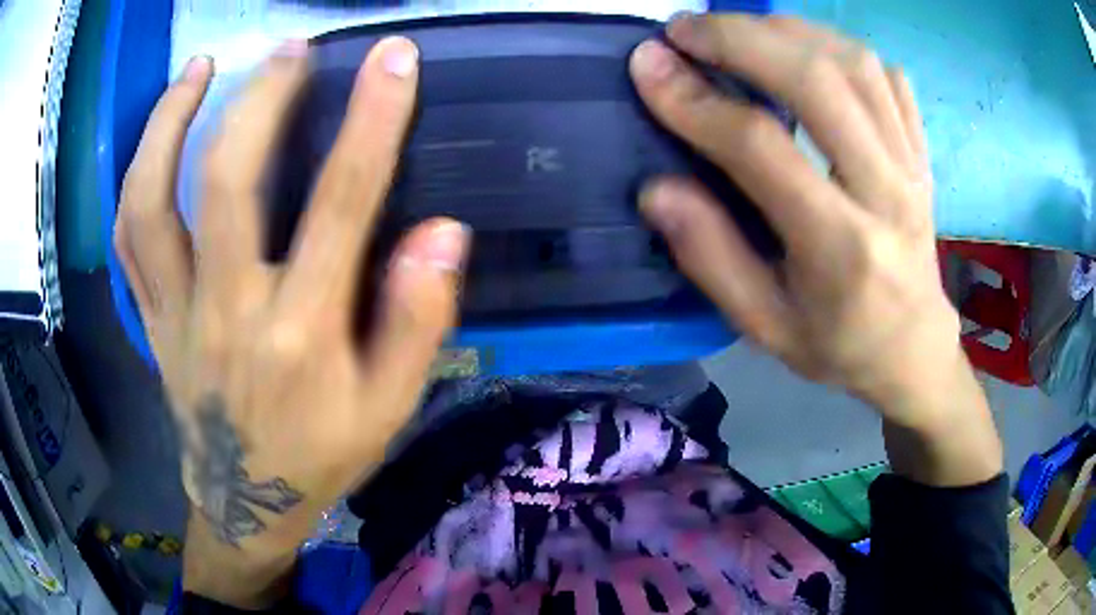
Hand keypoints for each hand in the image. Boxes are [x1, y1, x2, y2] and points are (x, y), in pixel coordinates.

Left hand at [114, 37, 467, 606]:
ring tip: (200, 68)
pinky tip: (157, 138)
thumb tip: (442, 231)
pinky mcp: (150, 318)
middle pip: (230, 180)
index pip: (342, 203)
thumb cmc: (322, 453)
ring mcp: (176, 312)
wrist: (247, 501)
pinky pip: (129, 240)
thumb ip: (418, 322)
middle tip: (291, 47)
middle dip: (264, 97)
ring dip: (170, 123)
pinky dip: (136, 178)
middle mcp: (229, 311)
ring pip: (151, 203)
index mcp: (301, 334)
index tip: (396, 58)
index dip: (373, 120)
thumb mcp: (391, 408)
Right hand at [631, 15, 1000, 484]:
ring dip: (786, 30)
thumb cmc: (839, 345)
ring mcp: (911, 165)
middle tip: (685, 29)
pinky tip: (806, 49)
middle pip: (817, 81)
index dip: (697, 101)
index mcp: (841, 248)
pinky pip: (887, 77)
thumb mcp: (766, 327)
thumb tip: (656, 189)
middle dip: (740, 39)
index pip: (763, 147)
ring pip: (854, 64)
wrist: (914, 351)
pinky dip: (839, 46)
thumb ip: (712, 258)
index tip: (649, 67)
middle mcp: (885, 192)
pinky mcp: (921, 153)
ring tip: (738, 30)